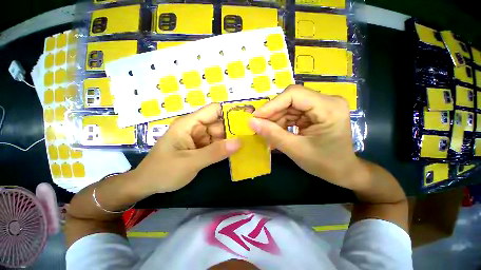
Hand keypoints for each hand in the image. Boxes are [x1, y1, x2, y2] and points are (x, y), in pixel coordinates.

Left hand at [133, 103, 239, 193]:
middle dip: (234, 129)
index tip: (246, 119)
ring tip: (249, 143)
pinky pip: (217, 144)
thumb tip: (239, 142)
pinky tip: (237, 151)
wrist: (147, 185)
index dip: (230, 112)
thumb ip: (215, 152)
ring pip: (220, 135)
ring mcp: (199, 138)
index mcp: (190, 124)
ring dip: (232, 139)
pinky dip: (226, 147)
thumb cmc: (163, 171)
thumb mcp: (190, 162)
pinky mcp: (201, 148)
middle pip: (219, 123)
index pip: (214, 110)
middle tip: (252, 135)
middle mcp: (196, 128)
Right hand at [249, 85, 364, 189]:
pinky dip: (282, 123)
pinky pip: (292, 113)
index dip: (271, 105)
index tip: (255, 117)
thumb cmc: (324, 163)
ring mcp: (321, 106)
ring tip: (268, 133)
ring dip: (276, 120)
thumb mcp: (295, 149)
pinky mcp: (315, 112)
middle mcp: (327, 101)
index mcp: (329, 107)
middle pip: (290, 99)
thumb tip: (251, 122)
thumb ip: (272, 134)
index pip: (294, 94)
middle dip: (272, 114)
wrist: (343, 171)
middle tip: (258, 127)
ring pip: (289, 106)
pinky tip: (276, 132)